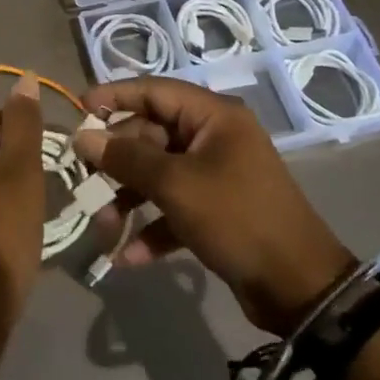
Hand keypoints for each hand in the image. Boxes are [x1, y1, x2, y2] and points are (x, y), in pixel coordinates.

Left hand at [0, 73, 45, 378]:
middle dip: (14, 157)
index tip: (37, 167)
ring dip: (8, 179)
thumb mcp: (21, 175)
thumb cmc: (0, 239)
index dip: (20, 135)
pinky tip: (10, 223)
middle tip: (32, 190)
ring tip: (23, 208)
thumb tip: (27, 78)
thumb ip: (25, 124)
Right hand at [75, 79, 356, 334]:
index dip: (115, 96)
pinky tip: (126, 258)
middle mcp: (213, 138)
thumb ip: (126, 158)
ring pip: (158, 175)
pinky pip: (173, 208)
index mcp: (213, 117)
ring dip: (128, 199)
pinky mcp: (215, 211)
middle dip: (117, 162)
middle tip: (84, 180)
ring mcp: (215, 175)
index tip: (79, 108)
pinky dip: (151, 228)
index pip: (154, 91)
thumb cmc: (237, 218)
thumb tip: (83, 136)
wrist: (299, 288)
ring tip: (103, 228)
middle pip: (151, 135)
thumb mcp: (177, 186)